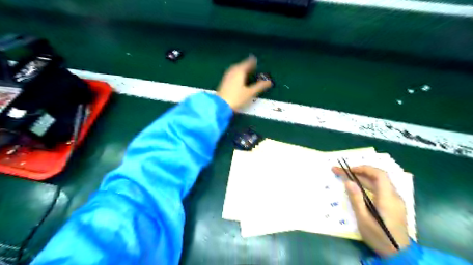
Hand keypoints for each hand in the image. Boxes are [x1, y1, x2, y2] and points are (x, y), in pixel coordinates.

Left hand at [216, 54, 271, 109]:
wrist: (221, 105)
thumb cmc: (237, 98)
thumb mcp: (250, 93)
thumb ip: (260, 86)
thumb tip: (269, 82)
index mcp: (239, 72)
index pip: (247, 64)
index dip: (252, 61)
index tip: (255, 59)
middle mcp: (233, 72)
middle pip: (240, 65)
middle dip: (246, 64)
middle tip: (251, 64)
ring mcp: (227, 76)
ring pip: (235, 69)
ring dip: (240, 68)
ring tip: (245, 70)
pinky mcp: (224, 82)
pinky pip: (231, 73)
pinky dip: (236, 73)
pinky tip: (237, 77)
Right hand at [332, 166, 410, 256]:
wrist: (399, 255)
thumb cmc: (379, 237)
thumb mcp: (363, 219)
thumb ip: (356, 199)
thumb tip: (348, 181)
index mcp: (388, 198)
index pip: (379, 175)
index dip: (364, 168)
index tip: (349, 169)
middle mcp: (394, 196)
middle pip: (378, 177)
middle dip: (358, 172)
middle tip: (341, 172)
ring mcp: (396, 201)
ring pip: (379, 183)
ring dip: (362, 178)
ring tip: (346, 177)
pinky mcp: (394, 205)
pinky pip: (381, 189)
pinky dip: (368, 184)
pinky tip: (358, 188)